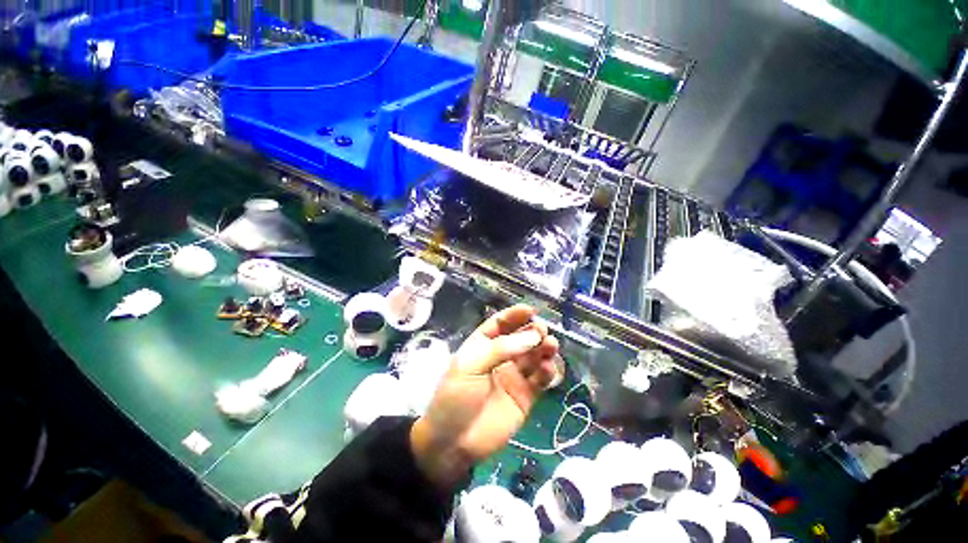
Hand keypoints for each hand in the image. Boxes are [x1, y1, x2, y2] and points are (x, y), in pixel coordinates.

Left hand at [410, 304, 559, 488]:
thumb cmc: (455, 396)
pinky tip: (547, 368)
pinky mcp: (525, 397)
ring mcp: (514, 377)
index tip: (530, 310)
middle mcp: (501, 357)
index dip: (514, 315)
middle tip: (542, 330)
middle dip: (533, 331)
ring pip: (534, 357)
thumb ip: (500, 349)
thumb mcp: (470, 365)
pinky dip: (547, 372)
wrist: (453, 443)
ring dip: (544, 348)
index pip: (500, 324)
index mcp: (483, 345)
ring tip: (550, 345)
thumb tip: (531, 336)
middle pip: (521, 338)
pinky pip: (540, 380)